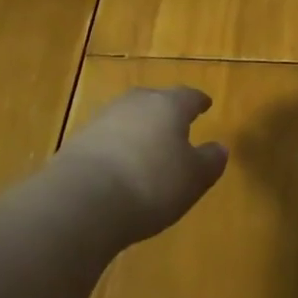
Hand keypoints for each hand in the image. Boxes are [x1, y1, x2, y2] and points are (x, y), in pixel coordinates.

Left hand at [58, 86, 228, 243]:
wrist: (83, 201)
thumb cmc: (151, 184)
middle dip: (165, 111)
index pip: (188, 96)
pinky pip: (106, 140)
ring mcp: (102, 120)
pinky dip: (116, 149)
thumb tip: (220, 148)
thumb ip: (210, 161)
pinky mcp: (77, 143)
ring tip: (146, 148)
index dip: (198, 102)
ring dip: (138, 130)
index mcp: (168, 105)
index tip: (205, 104)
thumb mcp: (193, 178)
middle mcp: (135, 103)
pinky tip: (119, 167)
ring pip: (127, 118)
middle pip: (154, 101)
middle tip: (175, 124)